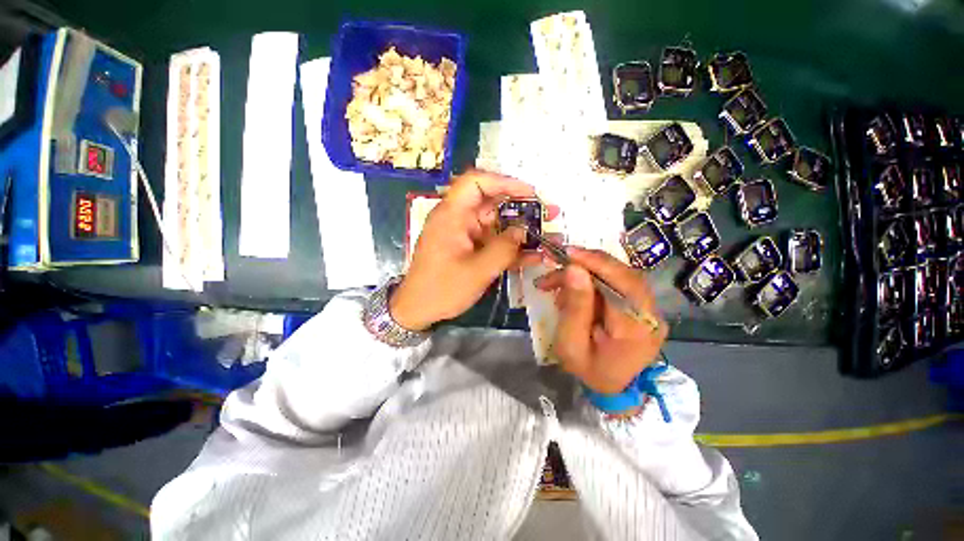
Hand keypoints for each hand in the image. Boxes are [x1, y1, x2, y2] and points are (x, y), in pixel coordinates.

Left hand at [390, 170, 542, 330]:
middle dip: (521, 207)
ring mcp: (463, 234)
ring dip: (519, 229)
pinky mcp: (468, 248)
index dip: (504, 182)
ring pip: (495, 223)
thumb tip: (523, 232)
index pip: (476, 182)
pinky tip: (531, 255)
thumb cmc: (443, 289)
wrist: (418, 310)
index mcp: (452, 215)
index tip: (530, 193)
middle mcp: (458, 219)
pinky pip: (491, 241)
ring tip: (547, 234)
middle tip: (548, 213)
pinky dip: (509, 246)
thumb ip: (504, 249)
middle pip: (491, 202)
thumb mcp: (478, 271)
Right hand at [534, 247, 667, 393]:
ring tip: (556, 282)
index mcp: (636, 328)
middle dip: (586, 264)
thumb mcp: (571, 343)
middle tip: (556, 263)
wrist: (613, 387)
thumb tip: (574, 269)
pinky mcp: (642, 306)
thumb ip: (575, 307)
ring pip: (619, 275)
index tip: (568, 253)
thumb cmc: (588, 370)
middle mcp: (651, 314)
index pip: (624, 283)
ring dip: (585, 272)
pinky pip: (617, 283)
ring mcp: (650, 309)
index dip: (597, 262)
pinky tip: (573, 289)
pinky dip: (592, 280)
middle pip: (623, 273)